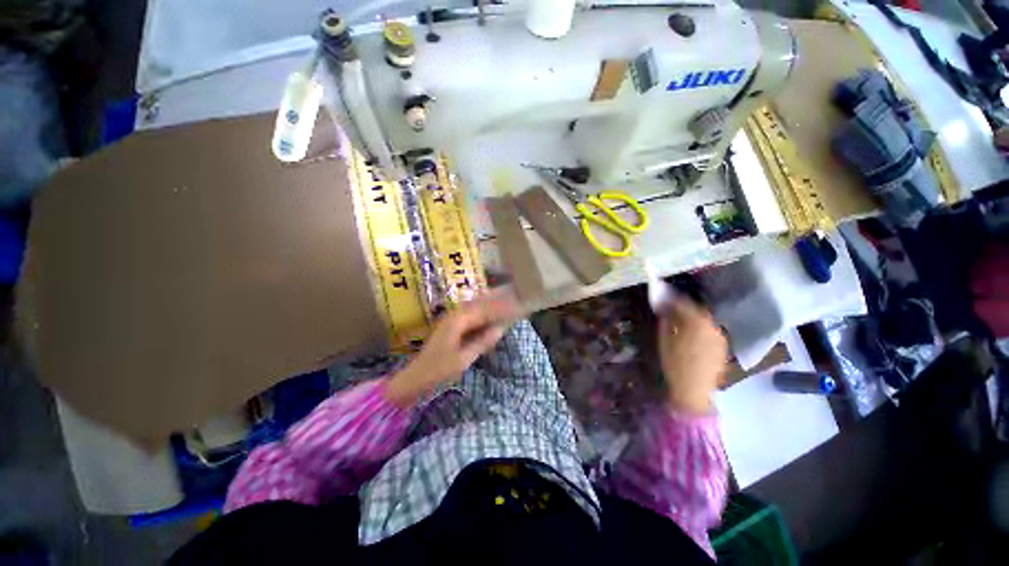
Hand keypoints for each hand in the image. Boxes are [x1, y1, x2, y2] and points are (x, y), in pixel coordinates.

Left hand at [386, 291, 519, 405]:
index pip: (484, 309)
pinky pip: (469, 320)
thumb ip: (482, 342)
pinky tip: (488, 325)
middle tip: (512, 306)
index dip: (499, 308)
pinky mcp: (450, 329)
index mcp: (457, 320)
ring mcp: (451, 321)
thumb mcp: (463, 358)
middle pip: (479, 306)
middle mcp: (454, 316)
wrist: (414, 379)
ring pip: (474, 312)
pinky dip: (480, 321)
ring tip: (504, 312)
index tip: (515, 306)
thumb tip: (500, 329)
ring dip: (488, 312)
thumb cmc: (438, 369)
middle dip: (495, 306)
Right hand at [657, 298, 726, 414]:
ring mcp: (720, 337)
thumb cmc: (674, 363)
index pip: (683, 303)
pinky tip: (690, 336)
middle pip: (696, 310)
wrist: (693, 390)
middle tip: (669, 309)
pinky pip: (709, 331)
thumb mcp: (664, 339)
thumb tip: (663, 306)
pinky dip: (699, 329)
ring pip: (704, 321)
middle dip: (682, 308)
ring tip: (679, 323)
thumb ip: (665, 319)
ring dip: (691, 318)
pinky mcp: (722, 347)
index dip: (670, 298)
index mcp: (697, 322)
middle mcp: (712, 326)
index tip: (661, 297)